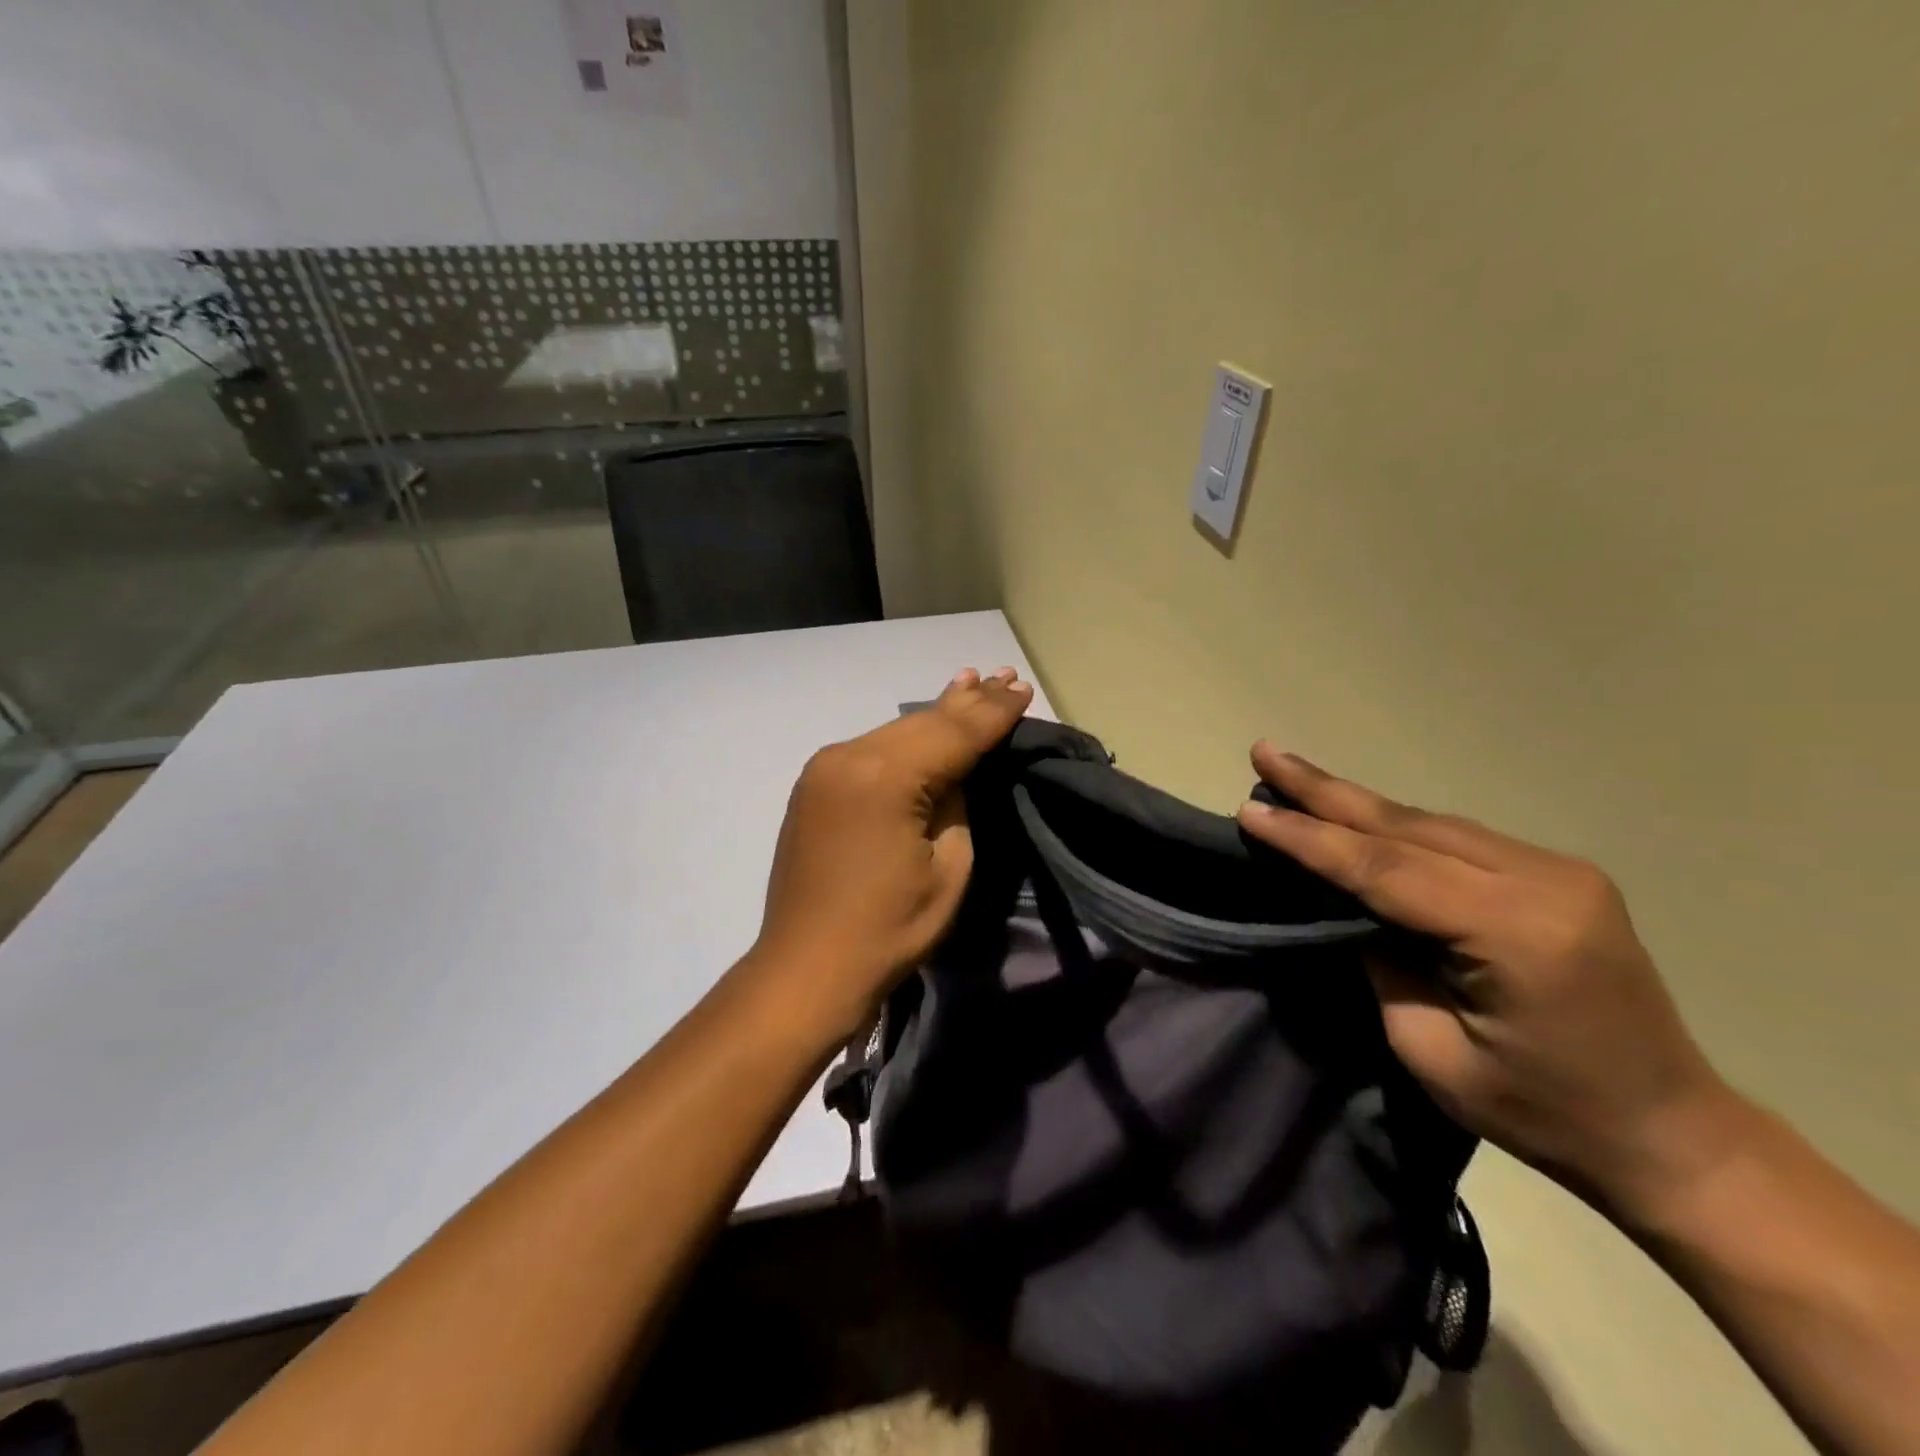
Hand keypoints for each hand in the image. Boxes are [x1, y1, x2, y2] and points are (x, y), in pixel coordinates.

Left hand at [748, 667, 1033, 1044]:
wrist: (807, 968)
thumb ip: (956, 803)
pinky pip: (871, 749)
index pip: (954, 733)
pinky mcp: (815, 784)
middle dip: (968, 702)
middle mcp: (849, 756)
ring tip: (973, 683)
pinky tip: (925, 720)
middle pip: (922, 722)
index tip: (1024, 689)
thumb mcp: (949, 868)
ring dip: (937, 714)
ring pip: (896, 731)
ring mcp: (825, 767)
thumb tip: (954, 771)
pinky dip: (905, 737)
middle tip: (1005, 675)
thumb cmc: (889, 929)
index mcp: (885, 777)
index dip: (994, 712)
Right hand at [1236, 744, 1733, 1212]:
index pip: (1385, 869)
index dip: (1309, 840)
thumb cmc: (1544, 1114)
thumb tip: (1341, 904)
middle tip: (1264, 753)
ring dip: (1355, 802)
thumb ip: (1381, 962)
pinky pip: (1455, 837)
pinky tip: (1355, 813)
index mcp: (1517, 933)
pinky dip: (1394, 824)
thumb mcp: (1432, 1051)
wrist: (1672, 1135)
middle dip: (1324, 791)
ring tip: (1293, 775)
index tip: (1250, 813)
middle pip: (1407, 826)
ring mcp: (1559, 870)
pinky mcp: (1558, 874)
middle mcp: (1544, 881)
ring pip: (1429, 822)